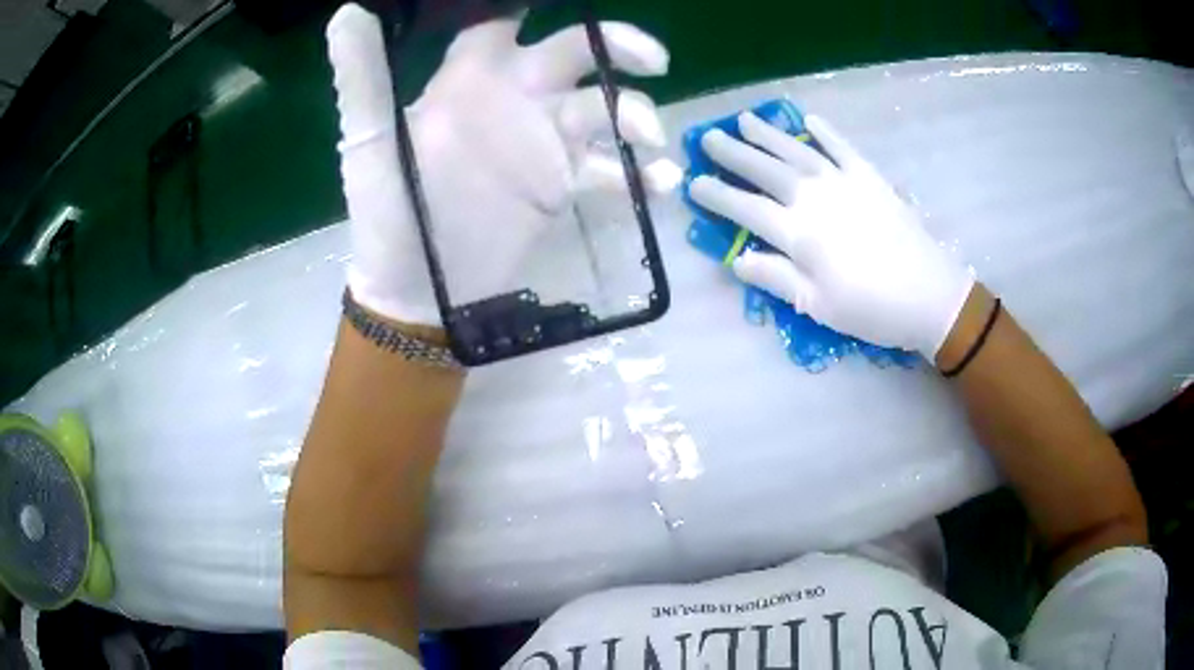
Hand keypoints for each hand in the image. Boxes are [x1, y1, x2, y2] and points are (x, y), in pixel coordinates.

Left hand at [327, 4, 680, 325]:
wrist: (419, 291)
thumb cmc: (387, 212)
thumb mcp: (370, 141)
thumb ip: (364, 76)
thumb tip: (346, 11)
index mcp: (468, 80)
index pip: (500, 23)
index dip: (523, 5)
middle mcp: (513, 100)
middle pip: (576, 53)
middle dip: (617, 47)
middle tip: (651, 60)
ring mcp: (543, 143)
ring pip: (604, 108)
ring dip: (634, 115)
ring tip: (647, 140)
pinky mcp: (563, 186)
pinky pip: (611, 169)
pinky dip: (639, 175)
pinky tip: (657, 184)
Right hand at [689, 113, 973, 357]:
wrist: (931, 296)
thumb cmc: (872, 309)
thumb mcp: (818, 306)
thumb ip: (777, 278)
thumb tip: (737, 260)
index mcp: (799, 234)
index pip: (746, 209)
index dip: (718, 196)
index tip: (694, 183)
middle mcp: (815, 199)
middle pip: (765, 170)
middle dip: (733, 153)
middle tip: (708, 137)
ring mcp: (844, 182)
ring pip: (796, 150)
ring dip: (768, 134)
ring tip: (745, 119)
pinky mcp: (869, 178)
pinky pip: (842, 147)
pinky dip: (825, 132)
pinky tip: (808, 119)